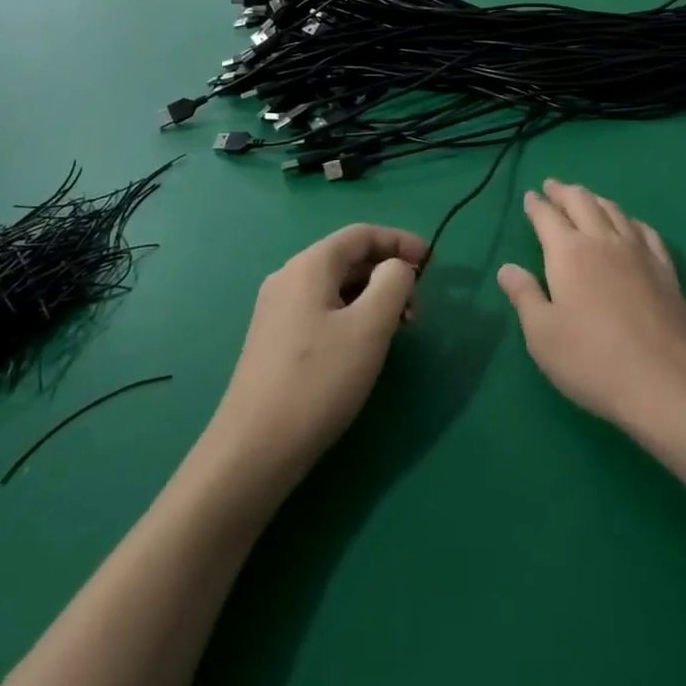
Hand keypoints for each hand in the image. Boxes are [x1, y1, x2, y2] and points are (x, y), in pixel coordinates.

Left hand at [206, 225, 425, 485]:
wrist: (253, 451)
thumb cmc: (318, 381)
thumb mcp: (369, 327)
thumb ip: (393, 283)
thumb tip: (397, 267)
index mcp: (310, 265)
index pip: (362, 234)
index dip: (400, 241)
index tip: (432, 263)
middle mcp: (289, 278)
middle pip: (348, 258)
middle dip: (388, 273)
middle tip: (417, 307)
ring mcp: (277, 310)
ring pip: (336, 287)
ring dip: (372, 297)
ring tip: (397, 330)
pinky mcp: (274, 340)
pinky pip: (322, 310)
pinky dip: (352, 315)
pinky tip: (364, 347)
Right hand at [499, 181, 685, 434]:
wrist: (666, 381)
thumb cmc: (593, 360)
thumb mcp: (542, 335)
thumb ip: (524, 296)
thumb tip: (507, 268)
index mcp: (569, 253)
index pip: (548, 217)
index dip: (537, 205)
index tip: (530, 196)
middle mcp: (603, 241)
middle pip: (582, 202)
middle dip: (564, 192)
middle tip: (553, 187)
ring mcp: (638, 252)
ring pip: (614, 210)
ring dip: (595, 199)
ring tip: (586, 198)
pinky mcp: (665, 269)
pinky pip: (645, 230)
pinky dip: (630, 219)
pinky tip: (630, 224)